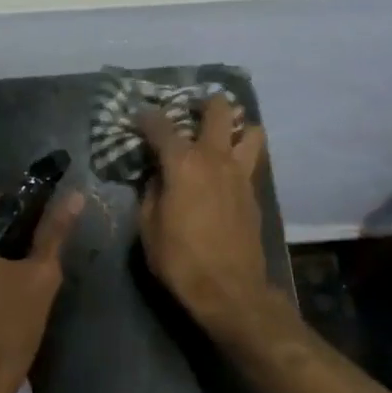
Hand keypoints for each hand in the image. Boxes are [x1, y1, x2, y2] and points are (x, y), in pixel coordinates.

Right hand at [137, 96, 274, 333]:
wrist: (228, 290)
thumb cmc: (179, 259)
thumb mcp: (148, 227)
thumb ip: (150, 193)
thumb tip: (156, 177)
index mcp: (183, 163)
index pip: (161, 125)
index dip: (146, 117)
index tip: (137, 117)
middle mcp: (215, 158)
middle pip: (219, 110)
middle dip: (204, 102)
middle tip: (190, 110)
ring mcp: (240, 173)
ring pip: (250, 131)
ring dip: (235, 126)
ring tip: (219, 137)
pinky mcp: (254, 193)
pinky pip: (251, 160)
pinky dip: (239, 156)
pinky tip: (224, 172)